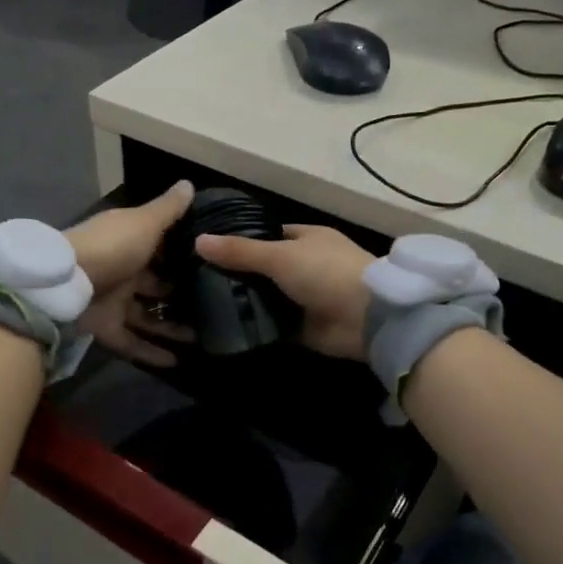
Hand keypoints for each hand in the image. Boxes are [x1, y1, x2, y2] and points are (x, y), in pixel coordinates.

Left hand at [66, 181, 196, 366]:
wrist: (64, 283)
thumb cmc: (111, 247)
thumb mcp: (144, 223)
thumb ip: (168, 209)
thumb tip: (189, 184)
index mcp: (128, 242)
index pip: (159, 247)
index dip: (182, 255)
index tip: (209, 264)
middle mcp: (121, 271)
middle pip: (154, 285)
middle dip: (180, 295)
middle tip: (212, 306)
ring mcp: (112, 301)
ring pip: (147, 317)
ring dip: (171, 327)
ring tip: (203, 337)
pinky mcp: (105, 328)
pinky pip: (132, 342)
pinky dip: (151, 352)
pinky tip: (177, 361)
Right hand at [194, 224, 374, 360]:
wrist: (366, 318)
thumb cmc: (326, 272)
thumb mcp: (279, 255)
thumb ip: (239, 252)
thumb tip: (198, 240)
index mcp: (306, 239)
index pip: (266, 235)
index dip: (239, 240)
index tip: (207, 250)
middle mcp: (305, 265)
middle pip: (263, 268)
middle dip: (236, 275)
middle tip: (196, 281)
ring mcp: (305, 298)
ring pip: (266, 297)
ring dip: (243, 302)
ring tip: (201, 305)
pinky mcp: (303, 327)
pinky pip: (272, 325)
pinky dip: (254, 326)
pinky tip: (223, 327)